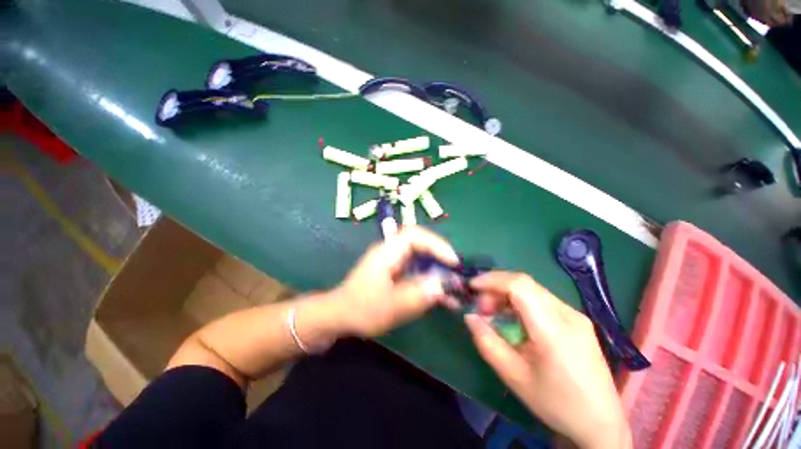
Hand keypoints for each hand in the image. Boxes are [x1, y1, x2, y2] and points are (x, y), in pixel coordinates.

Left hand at [331, 226, 459, 336]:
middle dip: (442, 259)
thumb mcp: (390, 306)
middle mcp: (393, 252)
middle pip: (422, 246)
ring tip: (456, 290)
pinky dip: (432, 283)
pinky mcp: (398, 274)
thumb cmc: (361, 309)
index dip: (436, 244)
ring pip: (423, 261)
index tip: (452, 261)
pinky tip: (445, 299)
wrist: (341, 317)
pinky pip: (419, 273)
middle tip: (457, 276)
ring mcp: (396, 263)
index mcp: (387, 252)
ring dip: (440, 274)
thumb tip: (442, 285)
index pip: (414, 235)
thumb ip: (417, 295)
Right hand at [464, 272, 630, 448]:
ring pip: (532, 289)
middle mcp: (568, 314)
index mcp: (554, 329)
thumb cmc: (556, 403)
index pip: (519, 285)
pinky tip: (515, 321)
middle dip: (496, 288)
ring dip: (507, 294)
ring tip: (495, 314)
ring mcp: (575, 315)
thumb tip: (470, 315)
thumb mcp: (514, 376)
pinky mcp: (576, 319)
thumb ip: (487, 342)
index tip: (471, 287)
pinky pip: (541, 300)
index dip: (491, 280)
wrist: (601, 423)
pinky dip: (520, 302)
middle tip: (482, 308)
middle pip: (524, 283)